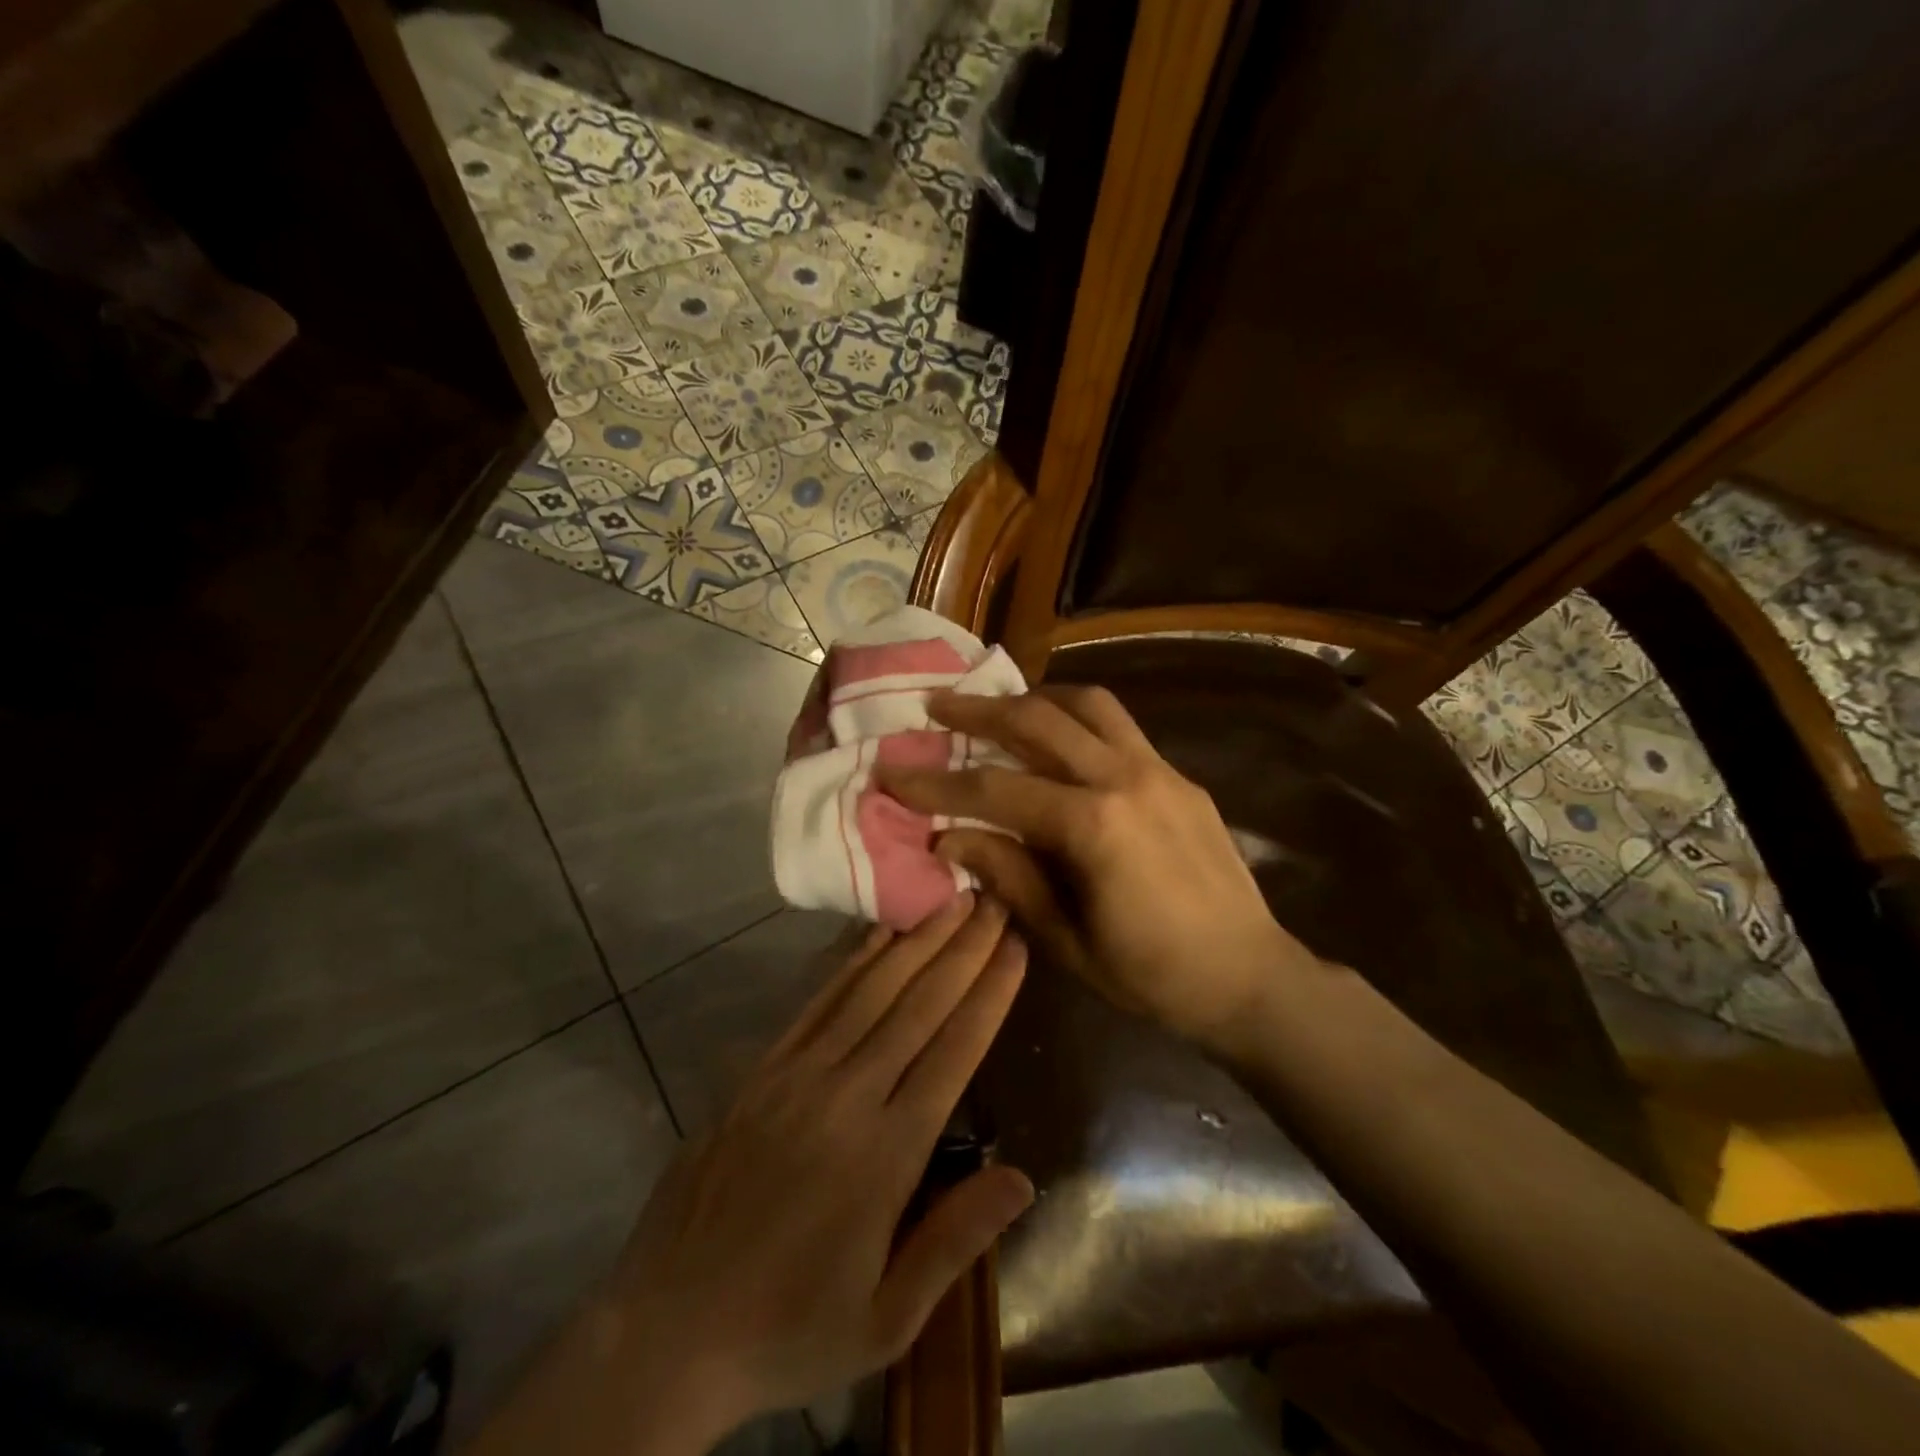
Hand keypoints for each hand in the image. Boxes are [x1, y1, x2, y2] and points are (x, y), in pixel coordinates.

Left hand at [604, 896, 1031, 1447]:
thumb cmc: (791, 1326)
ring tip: (952, 899)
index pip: (954, 1051)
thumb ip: (954, 1241)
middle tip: (994, 900)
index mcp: (886, 1154)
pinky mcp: (762, 1068)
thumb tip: (1023, 1178)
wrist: (668, 1327)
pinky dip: (855, 959)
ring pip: (871, 989)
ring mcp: (798, 1074)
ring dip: (917, 940)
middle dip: (963, 948)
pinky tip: (880, 931)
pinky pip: (819, 1000)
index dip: (989, 993)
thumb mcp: (886, 1319)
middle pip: (918, 1005)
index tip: (1016, 946)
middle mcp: (845, 1096)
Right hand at [877, 687, 1318, 1046]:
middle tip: (935, 704)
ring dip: (1035, 697)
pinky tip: (1058, 737)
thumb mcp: (1066, 940)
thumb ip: (1008, 875)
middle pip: (1038, 721)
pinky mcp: (1179, 775)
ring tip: (999, 706)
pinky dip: (1077, 716)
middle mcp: (1126, 778)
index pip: (996, 789)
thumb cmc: (1153, 975)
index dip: (937, 783)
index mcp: (1094, 826)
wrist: (1250, 977)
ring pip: (1087, 702)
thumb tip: (948, 836)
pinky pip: (1120, 726)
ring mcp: (1159, 769)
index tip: (892, 773)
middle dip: (979, 710)